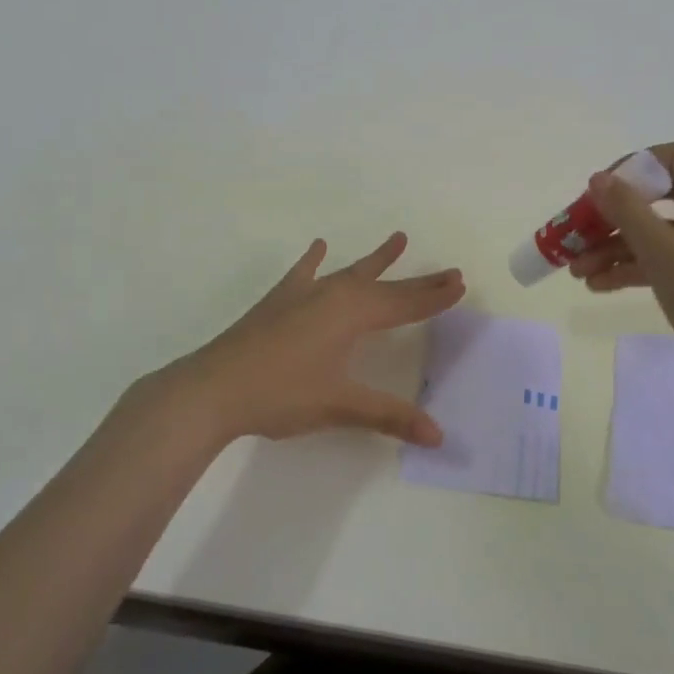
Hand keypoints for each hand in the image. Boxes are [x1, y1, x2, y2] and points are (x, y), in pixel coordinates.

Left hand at [143, 232, 464, 448]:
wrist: (213, 388)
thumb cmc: (281, 394)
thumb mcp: (340, 405)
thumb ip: (390, 416)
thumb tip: (438, 435)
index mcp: (353, 314)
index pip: (405, 304)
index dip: (434, 297)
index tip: (460, 282)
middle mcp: (333, 295)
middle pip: (385, 286)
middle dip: (418, 281)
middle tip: (449, 270)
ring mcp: (303, 294)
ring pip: (350, 272)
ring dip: (377, 260)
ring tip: (399, 238)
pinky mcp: (278, 302)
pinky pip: (303, 273)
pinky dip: (314, 260)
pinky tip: (319, 246)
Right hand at [570, 142, 673, 411]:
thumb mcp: (665, 255)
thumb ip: (628, 212)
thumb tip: (599, 179)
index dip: (630, 169)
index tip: (596, 193)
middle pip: (666, 195)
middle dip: (616, 217)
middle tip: (579, 232)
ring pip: (668, 230)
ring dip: (622, 246)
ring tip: (578, 269)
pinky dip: (645, 264)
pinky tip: (603, 284)